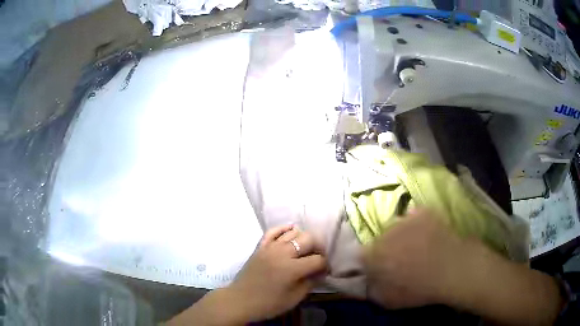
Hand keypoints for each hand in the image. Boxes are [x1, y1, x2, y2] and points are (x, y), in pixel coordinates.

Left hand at [168, 225, 326, 325]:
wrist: (240, 300)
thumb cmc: (268, 304)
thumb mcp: (294, 298)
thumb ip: (310, 283)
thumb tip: (320, 272)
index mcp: (292, 269)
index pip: (317, 260)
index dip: (324, 265)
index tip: (324, 270)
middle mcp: (282, 253)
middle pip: (308, 239)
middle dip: (318, 247)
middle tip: (318, 257)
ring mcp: (269, 247)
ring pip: (293, 232)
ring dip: (303, 238)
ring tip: (306, 248)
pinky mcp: (260, 246)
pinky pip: (273, 231)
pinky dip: (284, 228)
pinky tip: (291, 229)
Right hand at [364, 209, 563, 325]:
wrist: (455, 270)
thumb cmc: (422, 290)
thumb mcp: (389, 301)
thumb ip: (372, 290)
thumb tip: (367, 282)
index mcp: (375, 254)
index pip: (361, 255)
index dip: (370, 263)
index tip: (380, 269)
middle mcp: (386, 232)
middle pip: (379, 238)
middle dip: (385, 248)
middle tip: (400, 259)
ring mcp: (406, 219)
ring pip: (396, 225)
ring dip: (401, 236)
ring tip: (416, 247)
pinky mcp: (424, 212)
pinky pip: (415, 215)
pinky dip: (417, 223)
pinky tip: (428, 234)